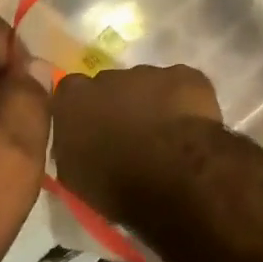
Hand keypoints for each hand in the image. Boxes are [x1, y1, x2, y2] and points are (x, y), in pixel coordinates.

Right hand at [50, 64, 221, 221]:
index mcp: (73, 99)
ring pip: (148, 84)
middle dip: (117, 105)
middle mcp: (107, 77)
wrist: (174, 183)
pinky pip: (184, 87)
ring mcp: (150, 73)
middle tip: (130, 137)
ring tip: (166, 138)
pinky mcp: (189, 77)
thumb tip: (75, 142)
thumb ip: (70, 147)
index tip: (92, 131)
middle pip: (109, 85)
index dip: (82, 111)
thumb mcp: (74, 176)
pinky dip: (187, 104)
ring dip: (152, 104)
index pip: (70, 94)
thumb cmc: (116, 187)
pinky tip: (193, 129)